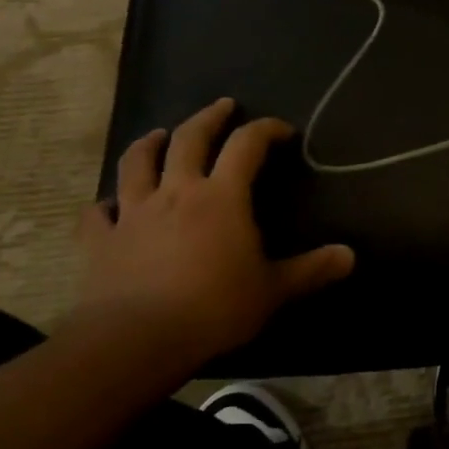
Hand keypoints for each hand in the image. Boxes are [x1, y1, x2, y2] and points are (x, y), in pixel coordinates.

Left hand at [72, 99, 354, 372]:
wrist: (135, 341)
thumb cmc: (213, 308)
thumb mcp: (273, 290)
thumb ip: (312, 270)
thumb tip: (350, 256)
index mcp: (222, 196)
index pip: (247, 145)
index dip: (266, 129)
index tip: (283, 130)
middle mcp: (177, 192)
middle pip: (190, 139)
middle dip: (209, 118)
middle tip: (223, 106)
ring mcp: (134, 213)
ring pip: (137, 163)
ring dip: (150, 144)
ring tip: (159, 135)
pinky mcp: (101, 241)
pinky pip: (97, 214)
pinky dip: (104, 205)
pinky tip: (107, 205)